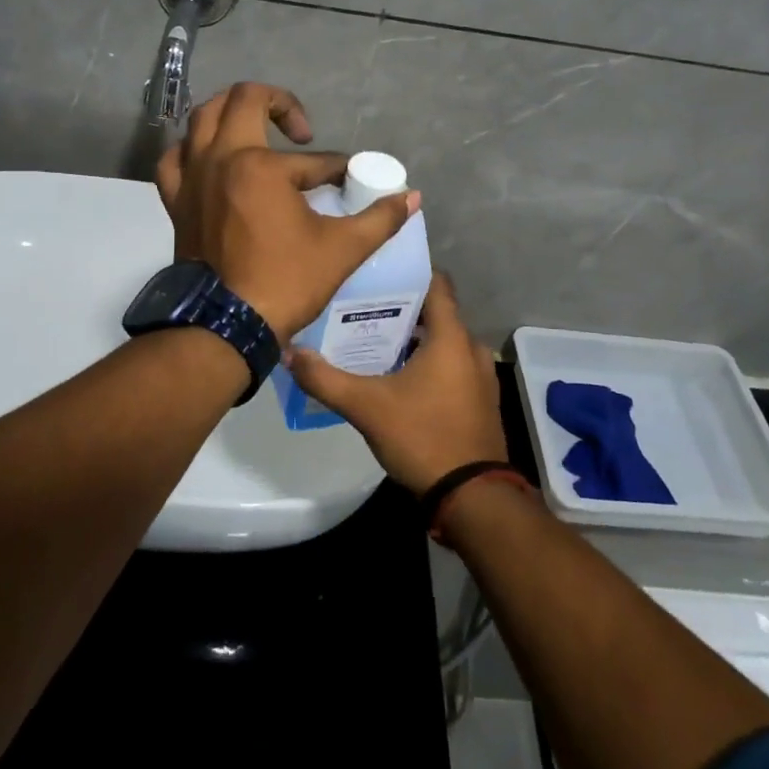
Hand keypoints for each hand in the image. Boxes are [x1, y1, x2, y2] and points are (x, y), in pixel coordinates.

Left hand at [154, 83, 419, 341]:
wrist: (226, 326)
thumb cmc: (284, 282)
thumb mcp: (342, 249)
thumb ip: (379, 218)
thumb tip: (412, 197)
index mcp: (261, 166)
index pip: (313, 159)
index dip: (338, 169)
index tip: (350, 183)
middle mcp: (221, 158)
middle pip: (245, 99)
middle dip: (279, 104)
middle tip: (300, 132)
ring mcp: (192, 177)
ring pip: (203, 118)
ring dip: (231, 113)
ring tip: (255, 130)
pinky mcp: (177, 200)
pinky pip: (176, 158)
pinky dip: (192, 150)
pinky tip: (209, 160)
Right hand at [284, 273, 506, 493]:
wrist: (472, 497)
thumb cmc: (423, 437)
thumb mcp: (366, 407)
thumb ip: (325, 379)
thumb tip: (289, 352)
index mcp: (451, 337)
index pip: (437, 284)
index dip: (409, 273)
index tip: (378, 271)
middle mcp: (471, 348)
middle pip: (435, 315)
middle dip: (401, 310)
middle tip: (361, 308)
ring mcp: (480, 376)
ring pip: (443, 344)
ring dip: (413, 341)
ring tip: (372, 341)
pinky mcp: (480, 401)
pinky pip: (451, 368)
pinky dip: (428, 365)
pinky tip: (396, 379)